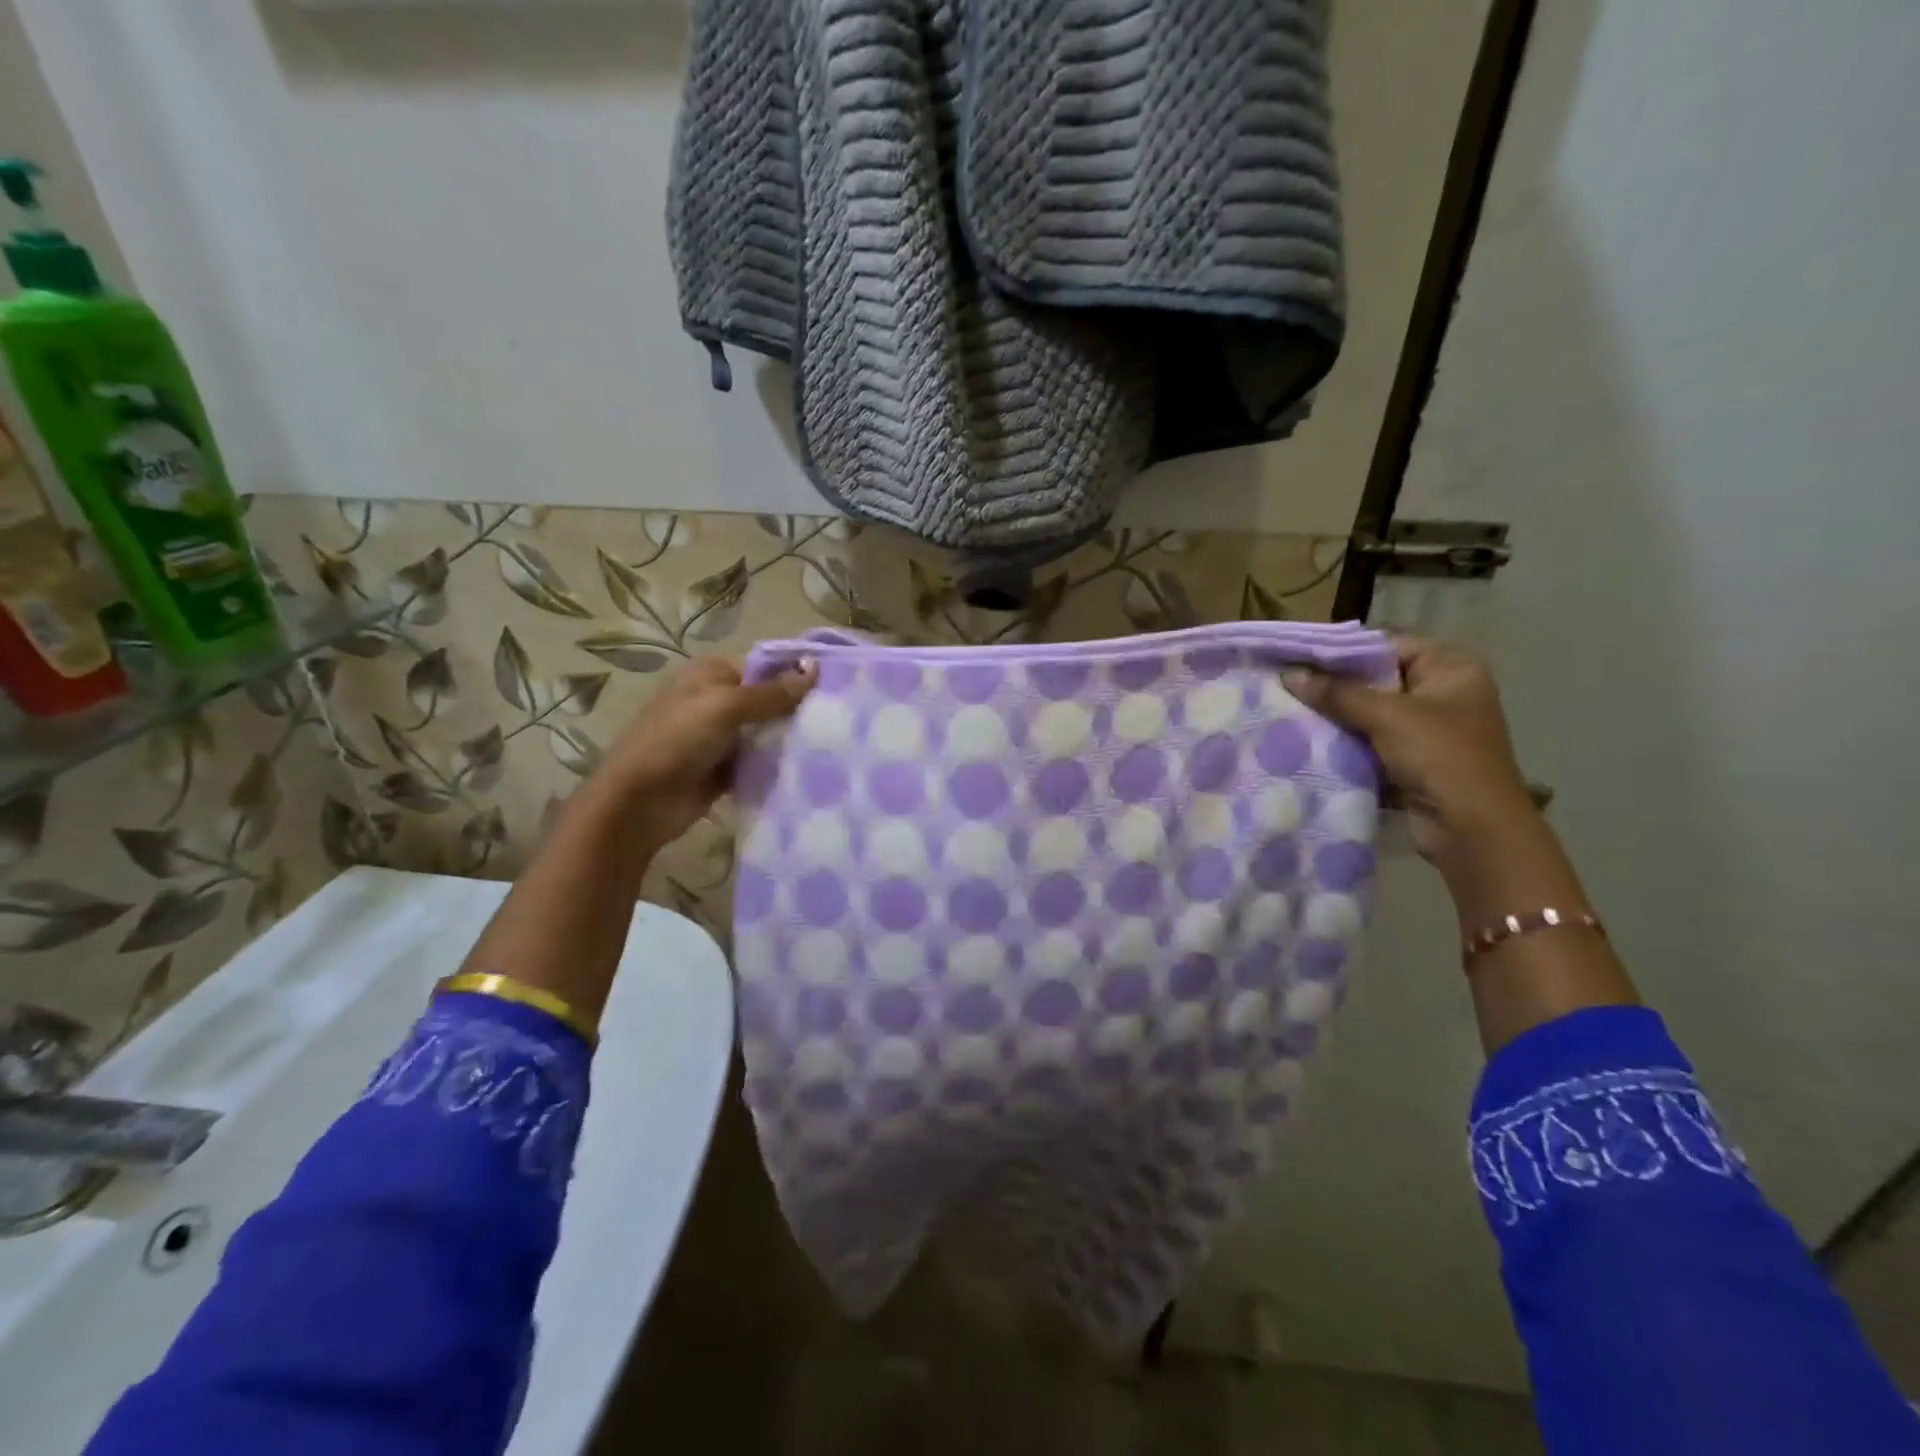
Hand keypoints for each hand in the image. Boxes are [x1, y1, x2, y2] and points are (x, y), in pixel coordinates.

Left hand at [587, 654, 816, 858]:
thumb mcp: (724, 707)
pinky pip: (758, 763)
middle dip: (795, 711)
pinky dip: (776, 766)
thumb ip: (771, 693)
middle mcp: (715, 701)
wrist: (639, 803)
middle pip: (767, 701)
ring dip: (788, 741)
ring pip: (765, 733)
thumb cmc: (677, 741)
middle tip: (837, 720)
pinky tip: (807, 769)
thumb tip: (814, 669)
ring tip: (830, 745)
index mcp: (710, 675)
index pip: (763, 668)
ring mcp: (719, 738)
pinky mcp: (724, 770)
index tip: (832, 689)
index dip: (794, 676)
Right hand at [1283, 636, 1536, 871]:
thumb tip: (1288, 674)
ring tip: (1288, 708)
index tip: (1298, 655)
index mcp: (1450, 668)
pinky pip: (1369, 741)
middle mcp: (1442, 692)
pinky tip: (1307, 739)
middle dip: (1333, 684)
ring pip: (1368, 713)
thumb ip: (1337, 693)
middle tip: (1286, 682)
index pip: (1387, 644)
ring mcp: (1427, 728)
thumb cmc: (1441, 756)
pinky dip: (1343, 742)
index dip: (1343, 649)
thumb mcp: (1387, 716)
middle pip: (1375, 679)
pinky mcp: (1411, 760)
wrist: (1472, 828)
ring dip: (1335, 716)